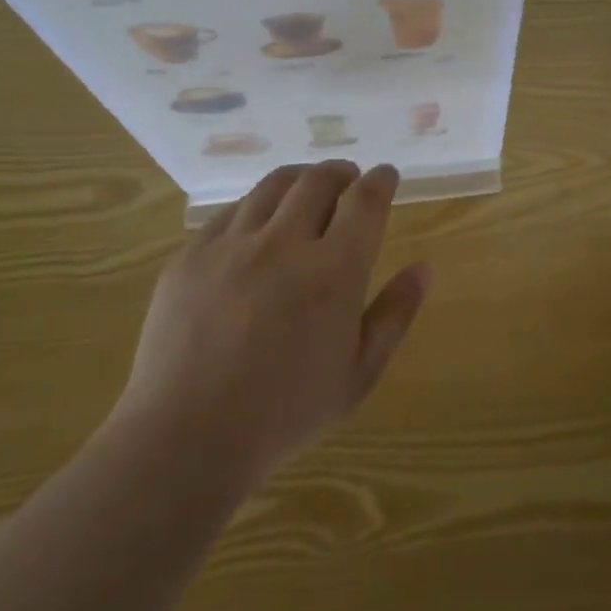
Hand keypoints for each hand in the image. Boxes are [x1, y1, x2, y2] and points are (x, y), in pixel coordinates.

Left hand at [113, 161, 428, 479]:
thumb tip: (423, 269)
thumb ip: (395, 315)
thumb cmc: (285, 413)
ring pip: (273, 186)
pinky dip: (256, 206)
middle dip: (341, 173)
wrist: (186, 437)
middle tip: (349, 180)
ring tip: (307, 188)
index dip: (380, 180)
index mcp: (333, 271)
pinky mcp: (191, 255)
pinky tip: (258, 222)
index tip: (386, 176)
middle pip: (318, 181)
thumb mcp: (359, 374)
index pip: (364, 201)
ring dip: (300, 179)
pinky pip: (230, 211)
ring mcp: (232, 245)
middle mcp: (284, 243)